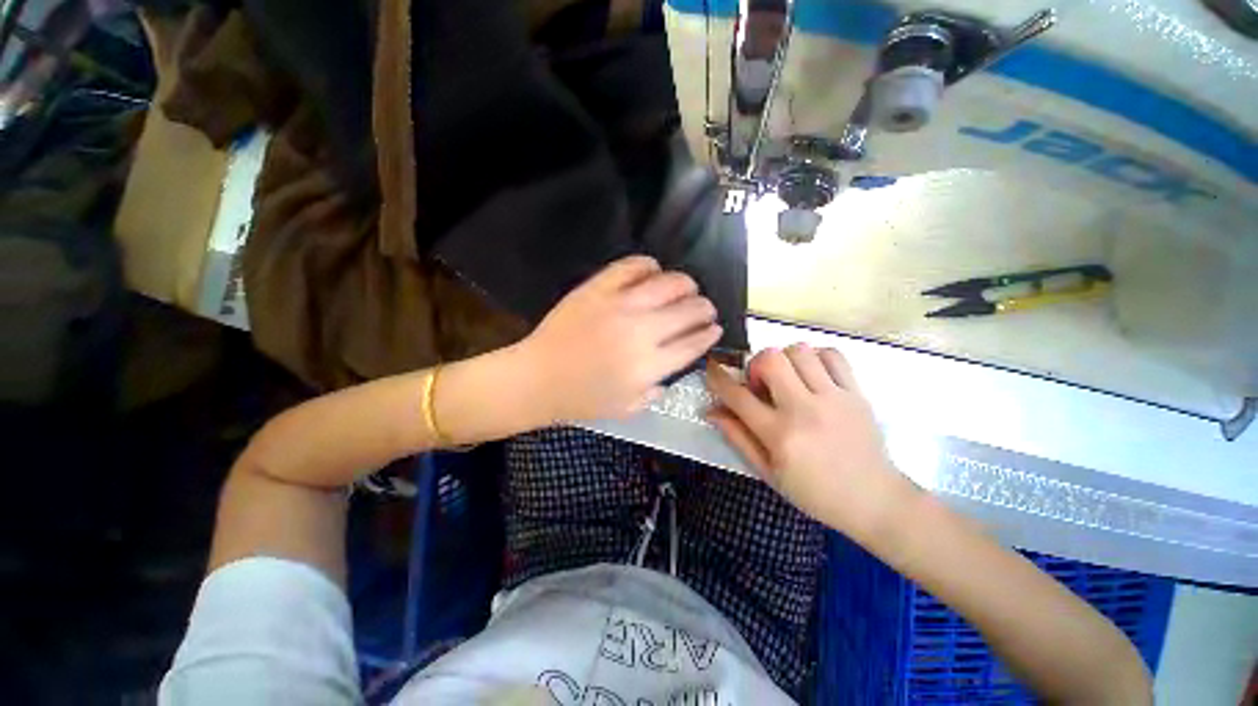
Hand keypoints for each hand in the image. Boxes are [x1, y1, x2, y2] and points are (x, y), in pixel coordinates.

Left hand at [520, 255, 721, 421]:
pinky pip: (631, 267)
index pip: (693, 343)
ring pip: (668, 284)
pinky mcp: (597, 289)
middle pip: (688, 311)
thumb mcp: (627, 408)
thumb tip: (673, 368)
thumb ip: (657, 388)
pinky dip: (649, 265)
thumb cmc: (581, 400)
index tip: (715, 328)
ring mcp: (619, 305)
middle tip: (705, 308)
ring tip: (688, 288)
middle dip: (705, 308)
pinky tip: (654, 271)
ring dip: (686, 284)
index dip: (710, 334)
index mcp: (649, 366)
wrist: (537, 379)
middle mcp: (641, 332)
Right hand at [705, 343, 915, 537]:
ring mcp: (834, 398)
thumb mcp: (768, 473)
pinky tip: (813, 375)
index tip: (711, 369)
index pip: (738, 396)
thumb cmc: (814, 492)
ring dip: (785, 359)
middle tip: (762, 384)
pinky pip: (833, 355)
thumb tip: (712, 411)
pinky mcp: (857, 393)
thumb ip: (737, 437)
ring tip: (788, 379)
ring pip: (800, 351)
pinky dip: (816, 357)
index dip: (718, 378)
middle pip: (771, 359)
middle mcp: (805, 410)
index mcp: (780, 435)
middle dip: (756, 365)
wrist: (875, 501)